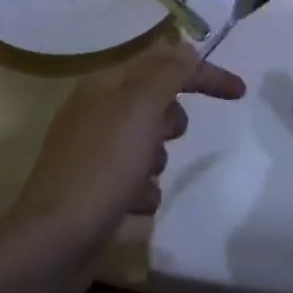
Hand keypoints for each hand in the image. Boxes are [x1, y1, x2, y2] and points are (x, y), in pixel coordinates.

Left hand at [7, 43, 245, 289]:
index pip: (161, 62)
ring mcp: (93, 153)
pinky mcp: (95, 191)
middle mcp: (96, 112)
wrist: (54, 243)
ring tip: (139, 181)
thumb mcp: (140, 108)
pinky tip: (130, 208)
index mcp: (103, 85)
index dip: (201, 72)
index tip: (239, 92)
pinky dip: (141, 194)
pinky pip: (136, 183)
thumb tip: (188, 49)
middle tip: (162, 138)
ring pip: (149, 146)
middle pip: (156, 104)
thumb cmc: (102, 167)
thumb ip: (168, 73)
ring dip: (155, 164)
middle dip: (169, 123)